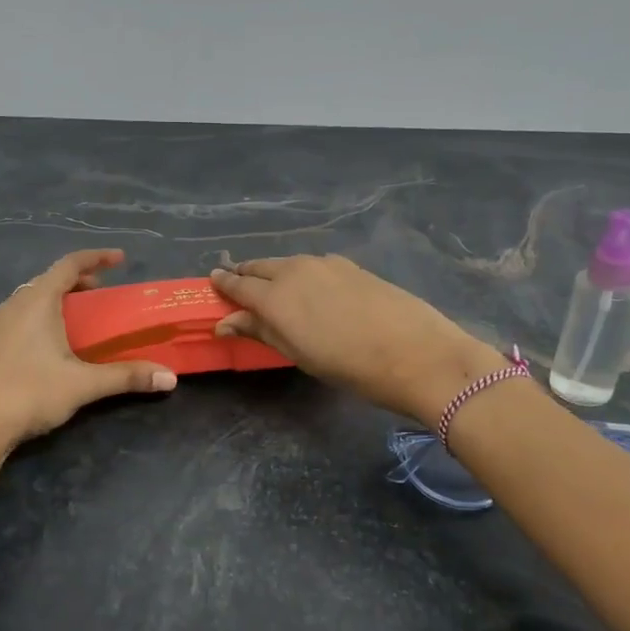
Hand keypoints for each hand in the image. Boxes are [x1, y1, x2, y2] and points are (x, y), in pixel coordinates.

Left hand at [0, 249, 176, 450]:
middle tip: (103, 292)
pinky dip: (44, 314)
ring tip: (82, 316)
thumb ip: (127, 376)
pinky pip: (22, 314)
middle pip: (50, 278)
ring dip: (59, 298)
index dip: (97, 257)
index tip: (121, 259)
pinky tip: (53, 342)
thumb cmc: (29, 393)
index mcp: (37, 301)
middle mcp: (15, 304)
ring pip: (33, 297)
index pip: (69, 264)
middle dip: (79, 280)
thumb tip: (170, 377)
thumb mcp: (83, 384)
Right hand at [210, 255, 505, 424]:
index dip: (223, 284)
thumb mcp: (299, 354)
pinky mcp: (351, 266)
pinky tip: (311, 288)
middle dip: (245, 274)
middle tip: (236, 284)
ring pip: (288, 263)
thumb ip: (261, 331)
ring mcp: (326, 264)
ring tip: (272, 287)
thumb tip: (226, 322)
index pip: (237, 284)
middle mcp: (295, 270)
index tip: (212, 282)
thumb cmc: (350, 367)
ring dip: (273, 272)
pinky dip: (301, 273)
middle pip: (260, 266)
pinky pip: (314, 264)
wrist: (417, 354)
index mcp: (275, 296)